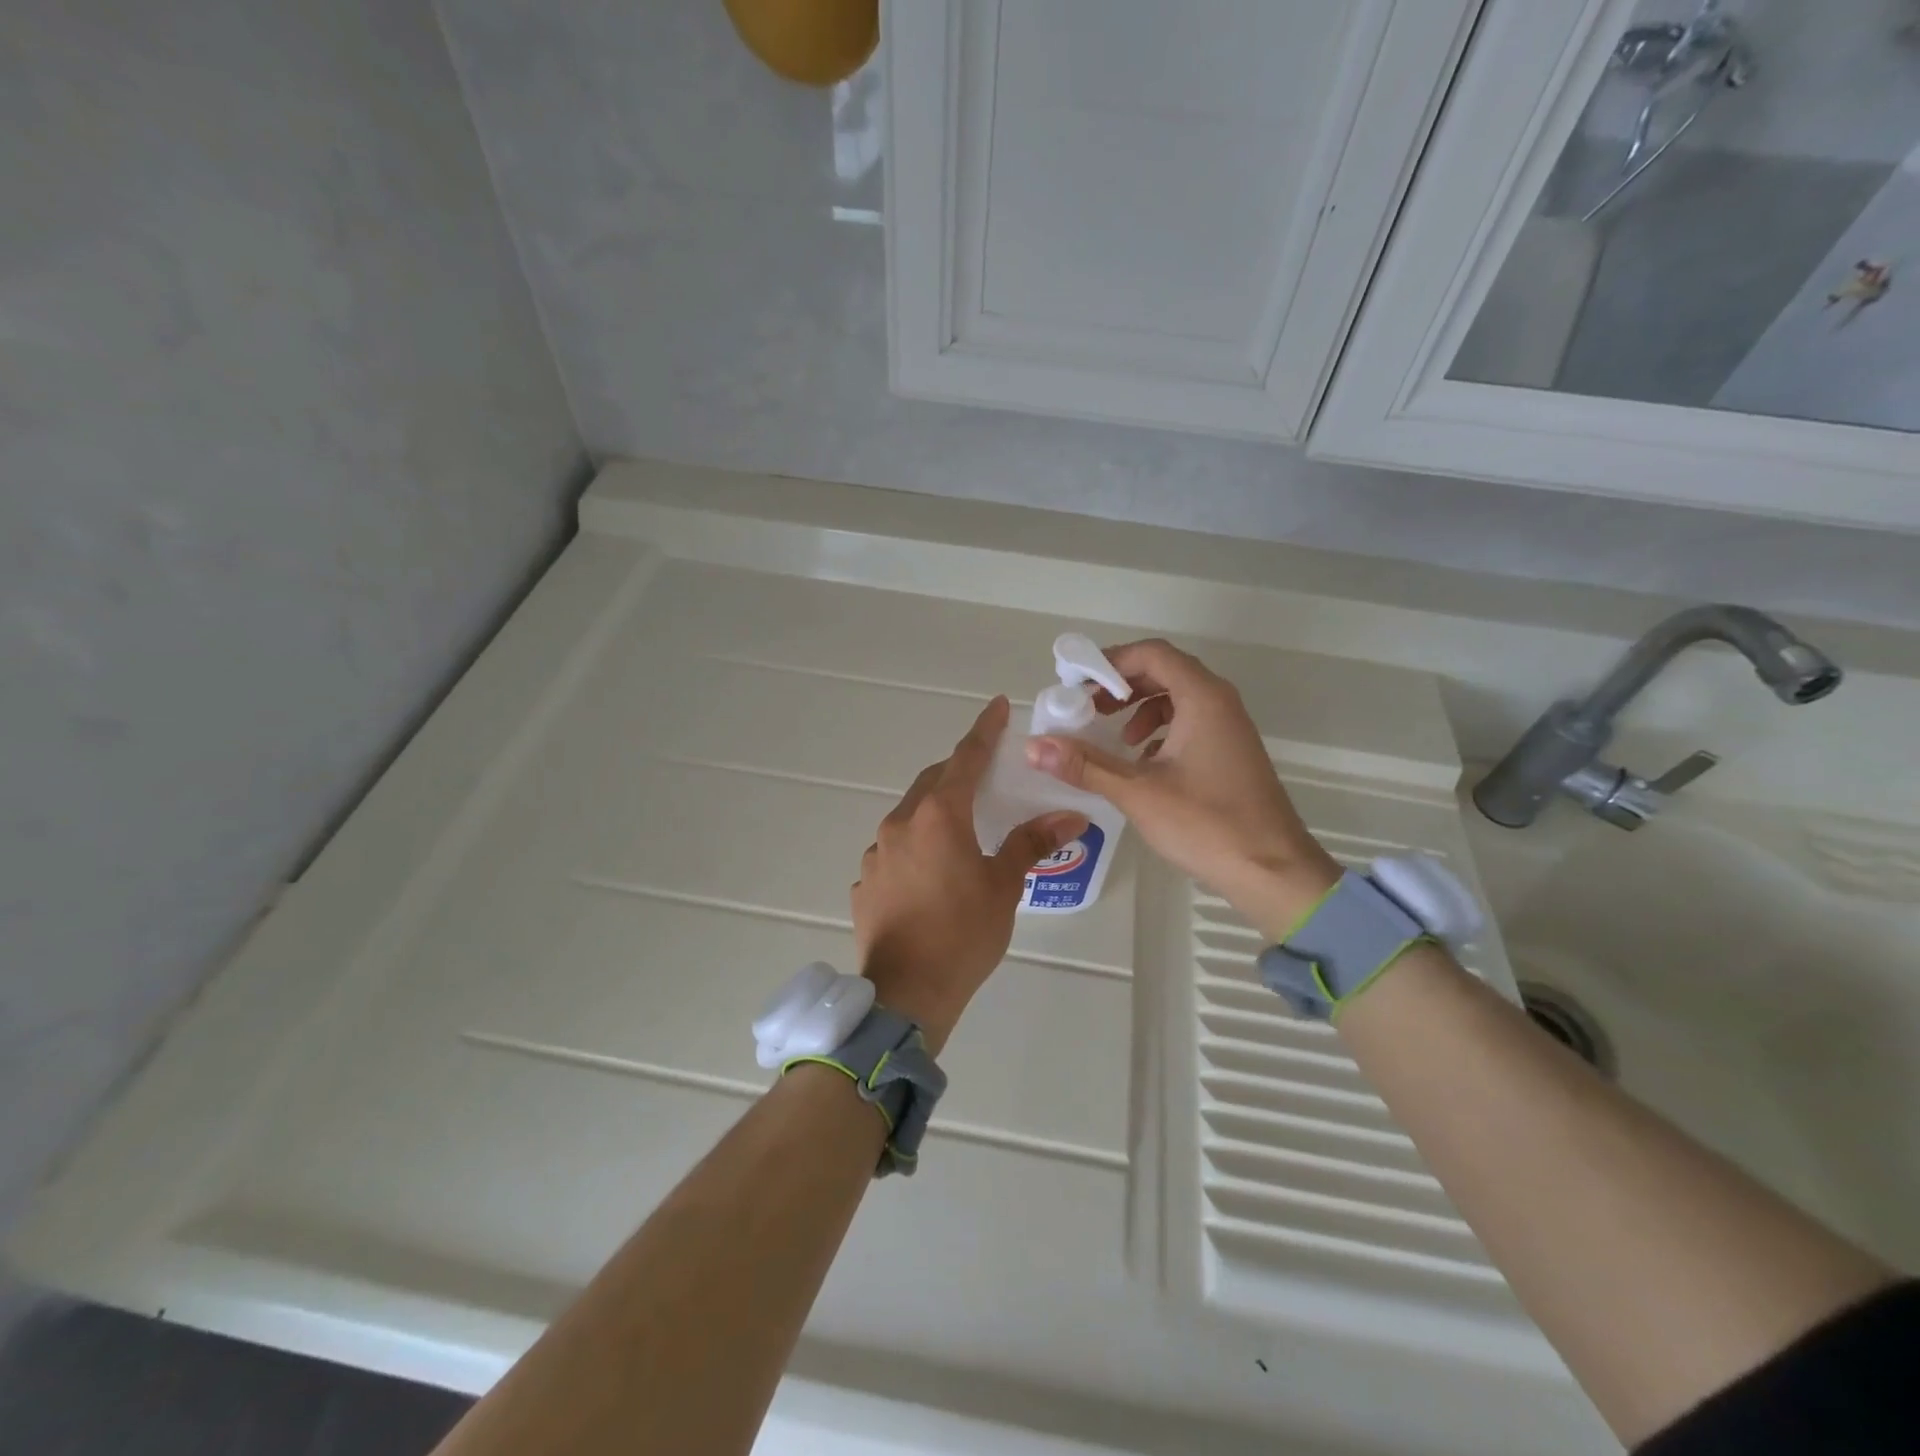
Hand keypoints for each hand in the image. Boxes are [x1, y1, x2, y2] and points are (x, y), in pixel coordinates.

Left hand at [853, 697, 1087, 1053]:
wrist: (907, 993)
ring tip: (960, 830)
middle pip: (933, 783)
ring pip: (909, 815)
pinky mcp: (866, 881)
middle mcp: (900, 823)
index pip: (965, 759)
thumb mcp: (1003, 886)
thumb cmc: (963, 933)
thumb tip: (1068, 816)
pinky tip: (931, 873)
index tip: (998, 707)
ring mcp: (876, 852)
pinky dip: (916, 846)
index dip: (984, 731)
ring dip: (934, 811)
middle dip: (958, 772)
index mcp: (938, 816)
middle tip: (984, 776)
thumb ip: (1030, 843)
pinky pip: (894, 849)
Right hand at [1026, 639, 1339, 940]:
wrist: (1272, 871)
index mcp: (1202, 698)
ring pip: (1178, 698)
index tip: (1076, 682)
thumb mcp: (1137, 792)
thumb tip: (1034, 746)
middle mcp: (1220, 702)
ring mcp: (1230, 727)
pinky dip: (1160, 730)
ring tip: (1113, 736)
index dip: (1110, 661)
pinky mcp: (1231, 752)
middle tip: (1087, 708)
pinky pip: (1191, 723)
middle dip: (1121, 685)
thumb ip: (1085, 764)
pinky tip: (1142, 762)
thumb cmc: (1206, 824)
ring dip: (1139, 708)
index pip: (1152, 654)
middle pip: (1164, 671)